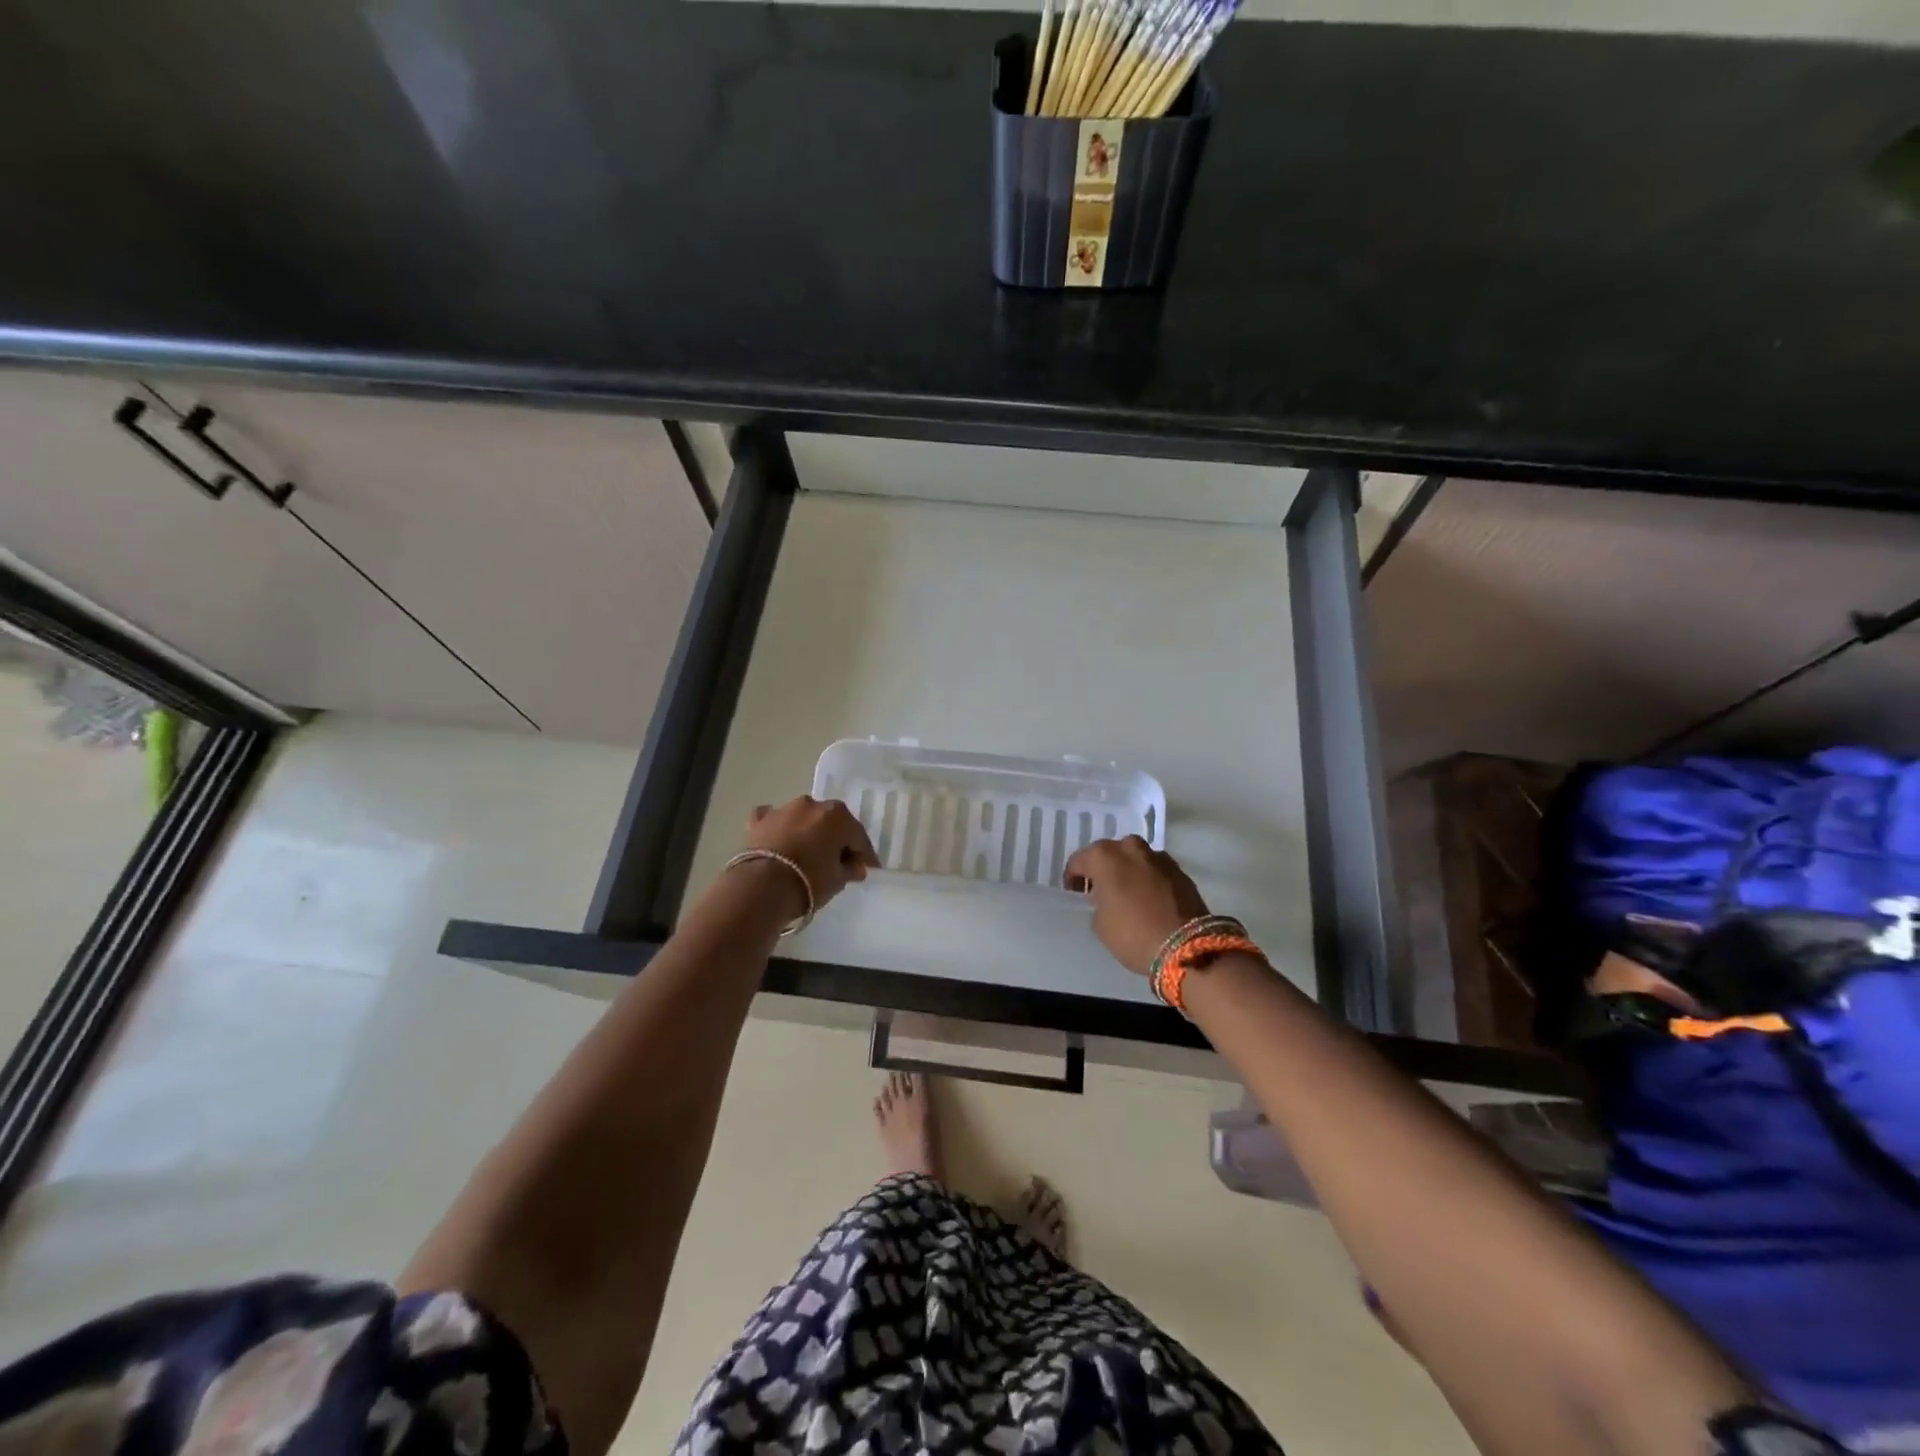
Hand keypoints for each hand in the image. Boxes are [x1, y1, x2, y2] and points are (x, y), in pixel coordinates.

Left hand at [740, 796, 879, 913]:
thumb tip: (855, 866)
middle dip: (835, 839)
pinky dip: (777, 828)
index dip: (864, 854)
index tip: (867, 869)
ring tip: (806, 854)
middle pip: (830, 822)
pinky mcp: (758, 821)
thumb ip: (850, 869)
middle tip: (837, 862)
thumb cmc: (809, 881)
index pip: (857, 836)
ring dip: (807, 831)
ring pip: (802, 818)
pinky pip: (772, 819)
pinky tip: (777, 840)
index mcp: (837, 815)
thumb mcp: (838, 881)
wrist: (762, 887)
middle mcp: (812, 805)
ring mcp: (783, 810)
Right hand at [1063, 836, 1209, 977]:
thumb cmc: (1133, 934)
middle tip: (1100, 889)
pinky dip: (1148, 878)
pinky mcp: (1180, 870)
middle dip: (1103, 868)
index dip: (1074, 877)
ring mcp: (1158, 857)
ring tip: (1127, 892)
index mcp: (1104, 857)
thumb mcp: (1100, 924)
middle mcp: (1130, 848)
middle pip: (1109, 853)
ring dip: (1128, 870)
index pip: (1079, 860)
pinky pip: (1154, 869)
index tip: (1075, 892)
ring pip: (1135, 857)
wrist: (1186, 946)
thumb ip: (1098, 901)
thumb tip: (1106, 897)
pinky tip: (1148, 897)